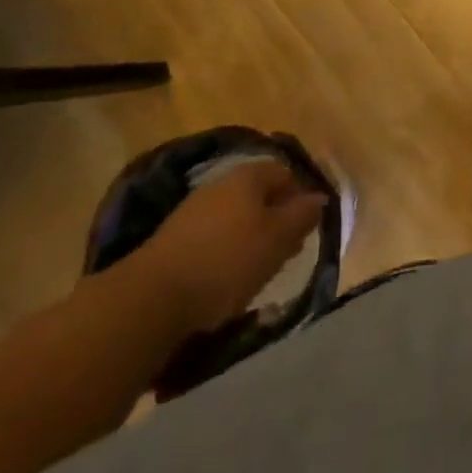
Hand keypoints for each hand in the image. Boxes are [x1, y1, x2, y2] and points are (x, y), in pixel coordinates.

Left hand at [129, 157, 327, 333]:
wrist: (151, 299)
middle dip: (276, 219)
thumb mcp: (277, 239)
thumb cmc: (226, 262)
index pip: (285, 173)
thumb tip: (320, 197)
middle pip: (259, 195)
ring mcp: (192, 211)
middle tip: (286, 252)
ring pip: (235, 218)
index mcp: (248, 175)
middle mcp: (220, 184)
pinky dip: (225, 254)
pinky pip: (212, 239)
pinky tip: (225, 281)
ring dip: (250, 239)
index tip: (307, 228)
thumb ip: (302, 215)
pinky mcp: (173, 240)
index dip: (301, 196)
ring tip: (258, 272)